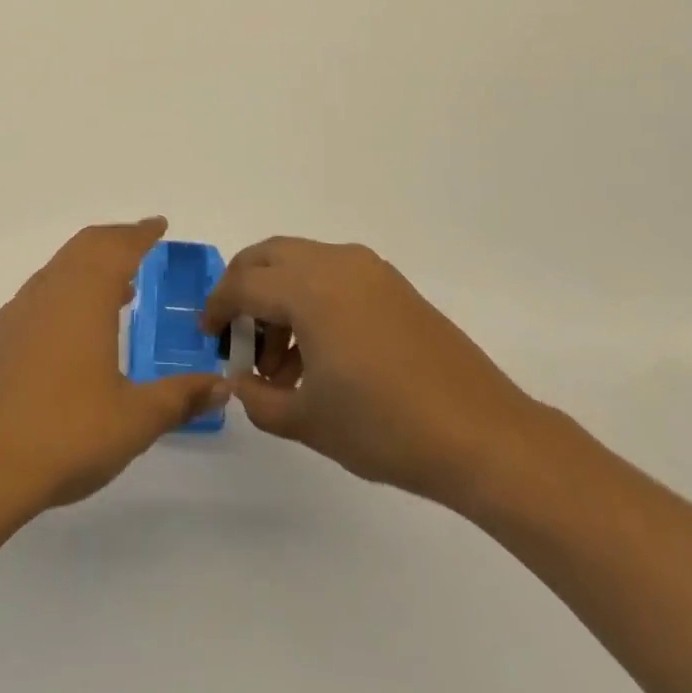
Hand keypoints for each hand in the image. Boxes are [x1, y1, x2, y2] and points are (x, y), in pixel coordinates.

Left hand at [0, 218, 229, 517]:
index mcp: (84, 297)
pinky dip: (64, 291)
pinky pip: (38, 295)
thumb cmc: (66, 434)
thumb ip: (180, 398)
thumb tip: (222, 386)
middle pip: (84, 247)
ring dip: (88, 266)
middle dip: (115, 240)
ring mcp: (17, 312)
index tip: (159, 225)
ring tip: (117, 288)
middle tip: (141, 245)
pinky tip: (72, 328)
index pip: (118, 248)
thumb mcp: (135, 420)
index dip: (141, 233)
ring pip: (58, 269)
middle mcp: (49, 291)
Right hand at [201, 236, 541, 512]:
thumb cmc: (386, 428)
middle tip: (237, 332)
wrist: (484, 436)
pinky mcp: (394, 286)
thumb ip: (259, 399)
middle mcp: (336, 264)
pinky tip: (320, 352)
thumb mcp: (308, 422)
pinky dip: (311, 298)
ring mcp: (370, 270)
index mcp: (309, 288)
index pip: (243, 284)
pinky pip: (334, 275)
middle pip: (269, 256)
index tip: (207, 335)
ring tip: (282, 362)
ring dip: (279, 296)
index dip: (217, 308)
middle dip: (244, 287)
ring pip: (302, 263)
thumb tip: (242, 381)